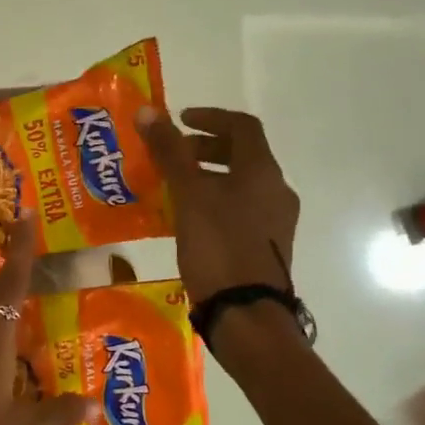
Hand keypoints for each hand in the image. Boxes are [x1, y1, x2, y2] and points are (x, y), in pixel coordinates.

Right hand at [137, 105, 300, 306]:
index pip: (242, 126)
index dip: (210, 117)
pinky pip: (240, 210)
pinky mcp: (267, 247)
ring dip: (207, 178)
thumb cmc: (218, 246)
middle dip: (205, 150)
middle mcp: (276, 191)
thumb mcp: (188, 195)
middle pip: (242, 155)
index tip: (178, 122)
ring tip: (173, 190)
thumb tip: (148, 111)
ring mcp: (275, 222)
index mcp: (263, 172)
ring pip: (240, 185)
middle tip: (172, 157)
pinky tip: (188, 221)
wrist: (246, 313)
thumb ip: (169, 152)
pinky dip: (214, 203)